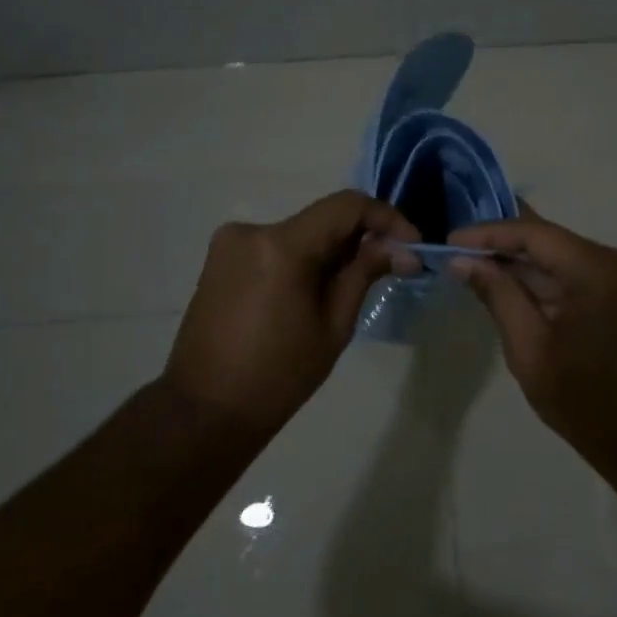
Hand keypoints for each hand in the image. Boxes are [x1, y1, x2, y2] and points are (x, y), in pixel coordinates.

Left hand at [163, 191, 418, 440]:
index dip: (386, 218)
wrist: (205, 410)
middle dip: (360, 239)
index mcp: (281, 245)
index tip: (412, 244)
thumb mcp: (333, 325)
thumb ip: (364, 273)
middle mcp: (251, 230)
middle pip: (322, 219)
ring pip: (300, 233)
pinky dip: (302, 260)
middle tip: (391, 268)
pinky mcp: (220, 259)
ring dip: (330, 252)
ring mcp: (230, 242)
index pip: (346, 206)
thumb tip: (404, 248)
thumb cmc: (278, 376)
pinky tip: (312, 294)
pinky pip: (275, 247)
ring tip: (349, 289)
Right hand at [447, 207, 616, 452]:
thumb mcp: (529, 348)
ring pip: (563, 256)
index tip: (451, 240)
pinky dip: (545, 279)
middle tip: (457, 250)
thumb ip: (497, 295)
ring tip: (475, 265)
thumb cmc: (583, 399)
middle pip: (552, 240)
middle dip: (504, 246)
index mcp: (600, 270)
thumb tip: (462, 260)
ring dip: (523, 264)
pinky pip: (577, 272)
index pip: (536, 234)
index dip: (490, 233)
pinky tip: (511, 284)